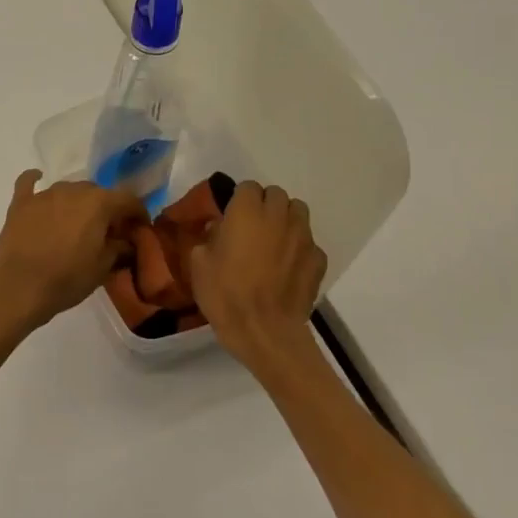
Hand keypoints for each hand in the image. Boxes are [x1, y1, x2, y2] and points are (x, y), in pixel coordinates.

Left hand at [0, 171, 147, 332]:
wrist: (19, 287)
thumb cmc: (67, 279)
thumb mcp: (102, 268)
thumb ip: (119, 248)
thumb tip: (126, 241)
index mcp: (99, 203)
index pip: (128, 199)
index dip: (138, 213)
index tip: (140, 228)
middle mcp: (73, 190)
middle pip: (98, 193)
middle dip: (107, 209)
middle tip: (108, 232)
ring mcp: (44, 194)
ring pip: (69, 190)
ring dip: (78, 203)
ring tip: (78, 224)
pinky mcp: (21, 203)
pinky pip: (29, 183)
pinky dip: (36, 181)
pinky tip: (38, 179)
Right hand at [187, 181, 327, 363]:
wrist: (264, 331)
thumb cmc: (225, 294)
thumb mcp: (198, 263)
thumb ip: (209, 237)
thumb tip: (219, 229)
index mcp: (247, 211)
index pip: (247, 187)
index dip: (238, 199)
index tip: (230, 216)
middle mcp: (278, 216)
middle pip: (276, 194)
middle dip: (264, 204)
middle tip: (251, 226)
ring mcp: (303, 237)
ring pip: (298, 212)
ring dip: (285, 219)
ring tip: (273, 240)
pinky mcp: (318, 259)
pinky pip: (309, 243)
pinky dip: (299, 248)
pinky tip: (288, 266)